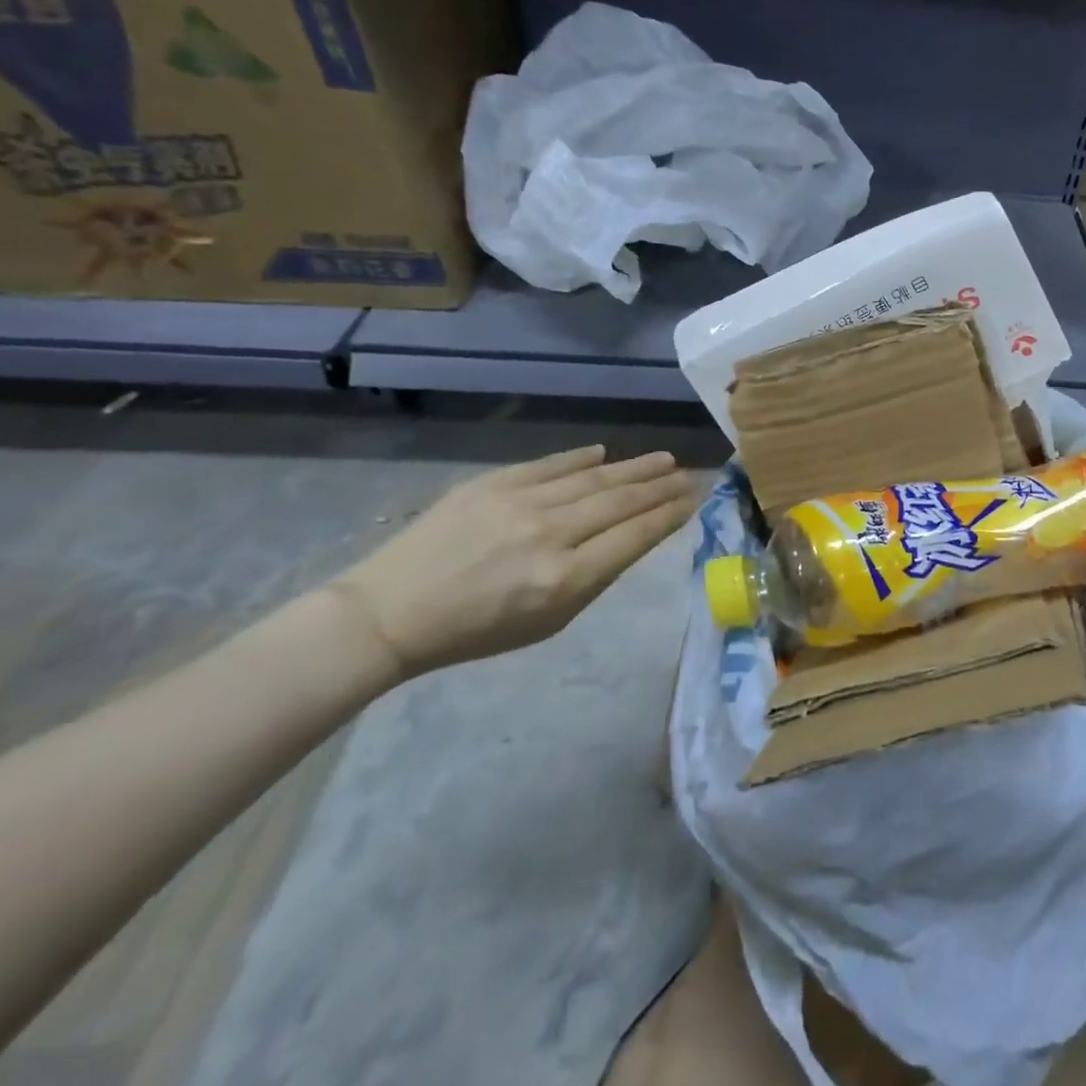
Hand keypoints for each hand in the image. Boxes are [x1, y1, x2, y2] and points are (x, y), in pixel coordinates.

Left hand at [329, 446, 697, 679]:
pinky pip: (550, 465)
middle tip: (690, 475)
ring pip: (593, 478)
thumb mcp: (549, 623)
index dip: (670, 516)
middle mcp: (550, 535)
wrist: (391, 612)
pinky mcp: (491, 484)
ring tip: (664, 459)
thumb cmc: (477, 631)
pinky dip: (581, 459)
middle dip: (662, 487)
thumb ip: (596, 578)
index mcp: (565, 579)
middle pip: (621, 501)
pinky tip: (604, 454)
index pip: (635, 536)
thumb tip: (632, 537)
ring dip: (634, 468)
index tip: (694, 501)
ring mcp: (519, 503)